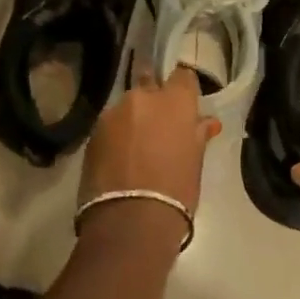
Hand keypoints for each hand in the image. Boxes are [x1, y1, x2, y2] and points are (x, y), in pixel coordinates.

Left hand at [78, 67, 219, 248]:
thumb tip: (206, 122)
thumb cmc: (175, 191)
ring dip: (133, 119)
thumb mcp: (195, 163)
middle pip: (150, 84)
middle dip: (154, 99)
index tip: (186, 104)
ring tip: (136, 147)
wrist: (130, 222)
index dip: (184, 88)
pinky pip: (110, 126)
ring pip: (127, 107)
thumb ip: (197, 135)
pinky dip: (116, 135)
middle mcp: (142, 97)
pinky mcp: (93, 132)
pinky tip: (119, 158)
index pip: (183, 76)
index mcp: (174, 101)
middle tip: (159, 125)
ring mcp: (114, 113)